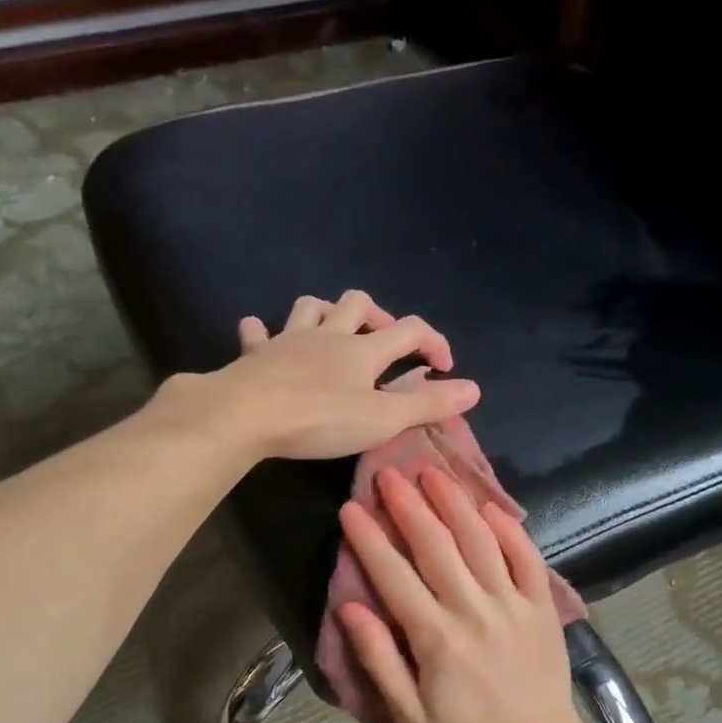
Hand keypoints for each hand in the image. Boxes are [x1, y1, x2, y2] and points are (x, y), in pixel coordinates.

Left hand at [176, 290, 481, 460]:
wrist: (247, 415)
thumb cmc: (320, 419)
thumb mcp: (382, 420)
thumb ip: (427, 405)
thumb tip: (475, 389)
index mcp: (363, 350)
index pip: (410, 330)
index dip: (433, 341)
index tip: (444, 366)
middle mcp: (328, 334)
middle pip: (358, 303)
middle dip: (377, 314)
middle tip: (383, 339)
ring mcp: (288, 340)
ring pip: (310, 306)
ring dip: (325, 311)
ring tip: (332, 329)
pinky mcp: (255, 354)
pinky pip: (257, 332)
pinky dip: (263, 331)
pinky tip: (262, 335)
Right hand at [337, 465, 594, 722]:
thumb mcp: (410, 714)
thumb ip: (379, 659)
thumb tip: (349, 609)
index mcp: (435, 637)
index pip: (394, 575)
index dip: (370, 539)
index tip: (351, 508)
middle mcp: (473, 609)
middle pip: (436, 545)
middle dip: (409, 505)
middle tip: (389, 472)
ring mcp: (513, 603)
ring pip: (480, 541)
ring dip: (454, 502)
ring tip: (433, 473)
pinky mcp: (542, 606)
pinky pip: (526, 557)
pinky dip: (509, 529)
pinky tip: (489, 506)